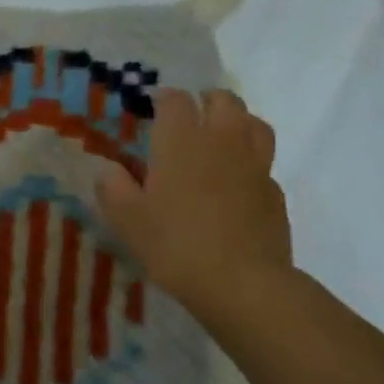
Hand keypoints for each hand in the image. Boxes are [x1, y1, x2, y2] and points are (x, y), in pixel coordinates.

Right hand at [95, 88, 291, 316]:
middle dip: (206, 101)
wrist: (243, 284)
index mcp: (181, 140)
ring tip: (221, 137)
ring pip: (254, 124)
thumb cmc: (176, 244)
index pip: (176, 100)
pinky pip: (264, 163)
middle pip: (223, 101)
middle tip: (190, 116)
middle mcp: (221, 142)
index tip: (152, 106)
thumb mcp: (127, 220)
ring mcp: (254, 166)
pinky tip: (238, 182)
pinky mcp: (275, 194)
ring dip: (237, 122)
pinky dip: (251, 162)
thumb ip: (113, 188)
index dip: (163, 98)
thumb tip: (109, 169)